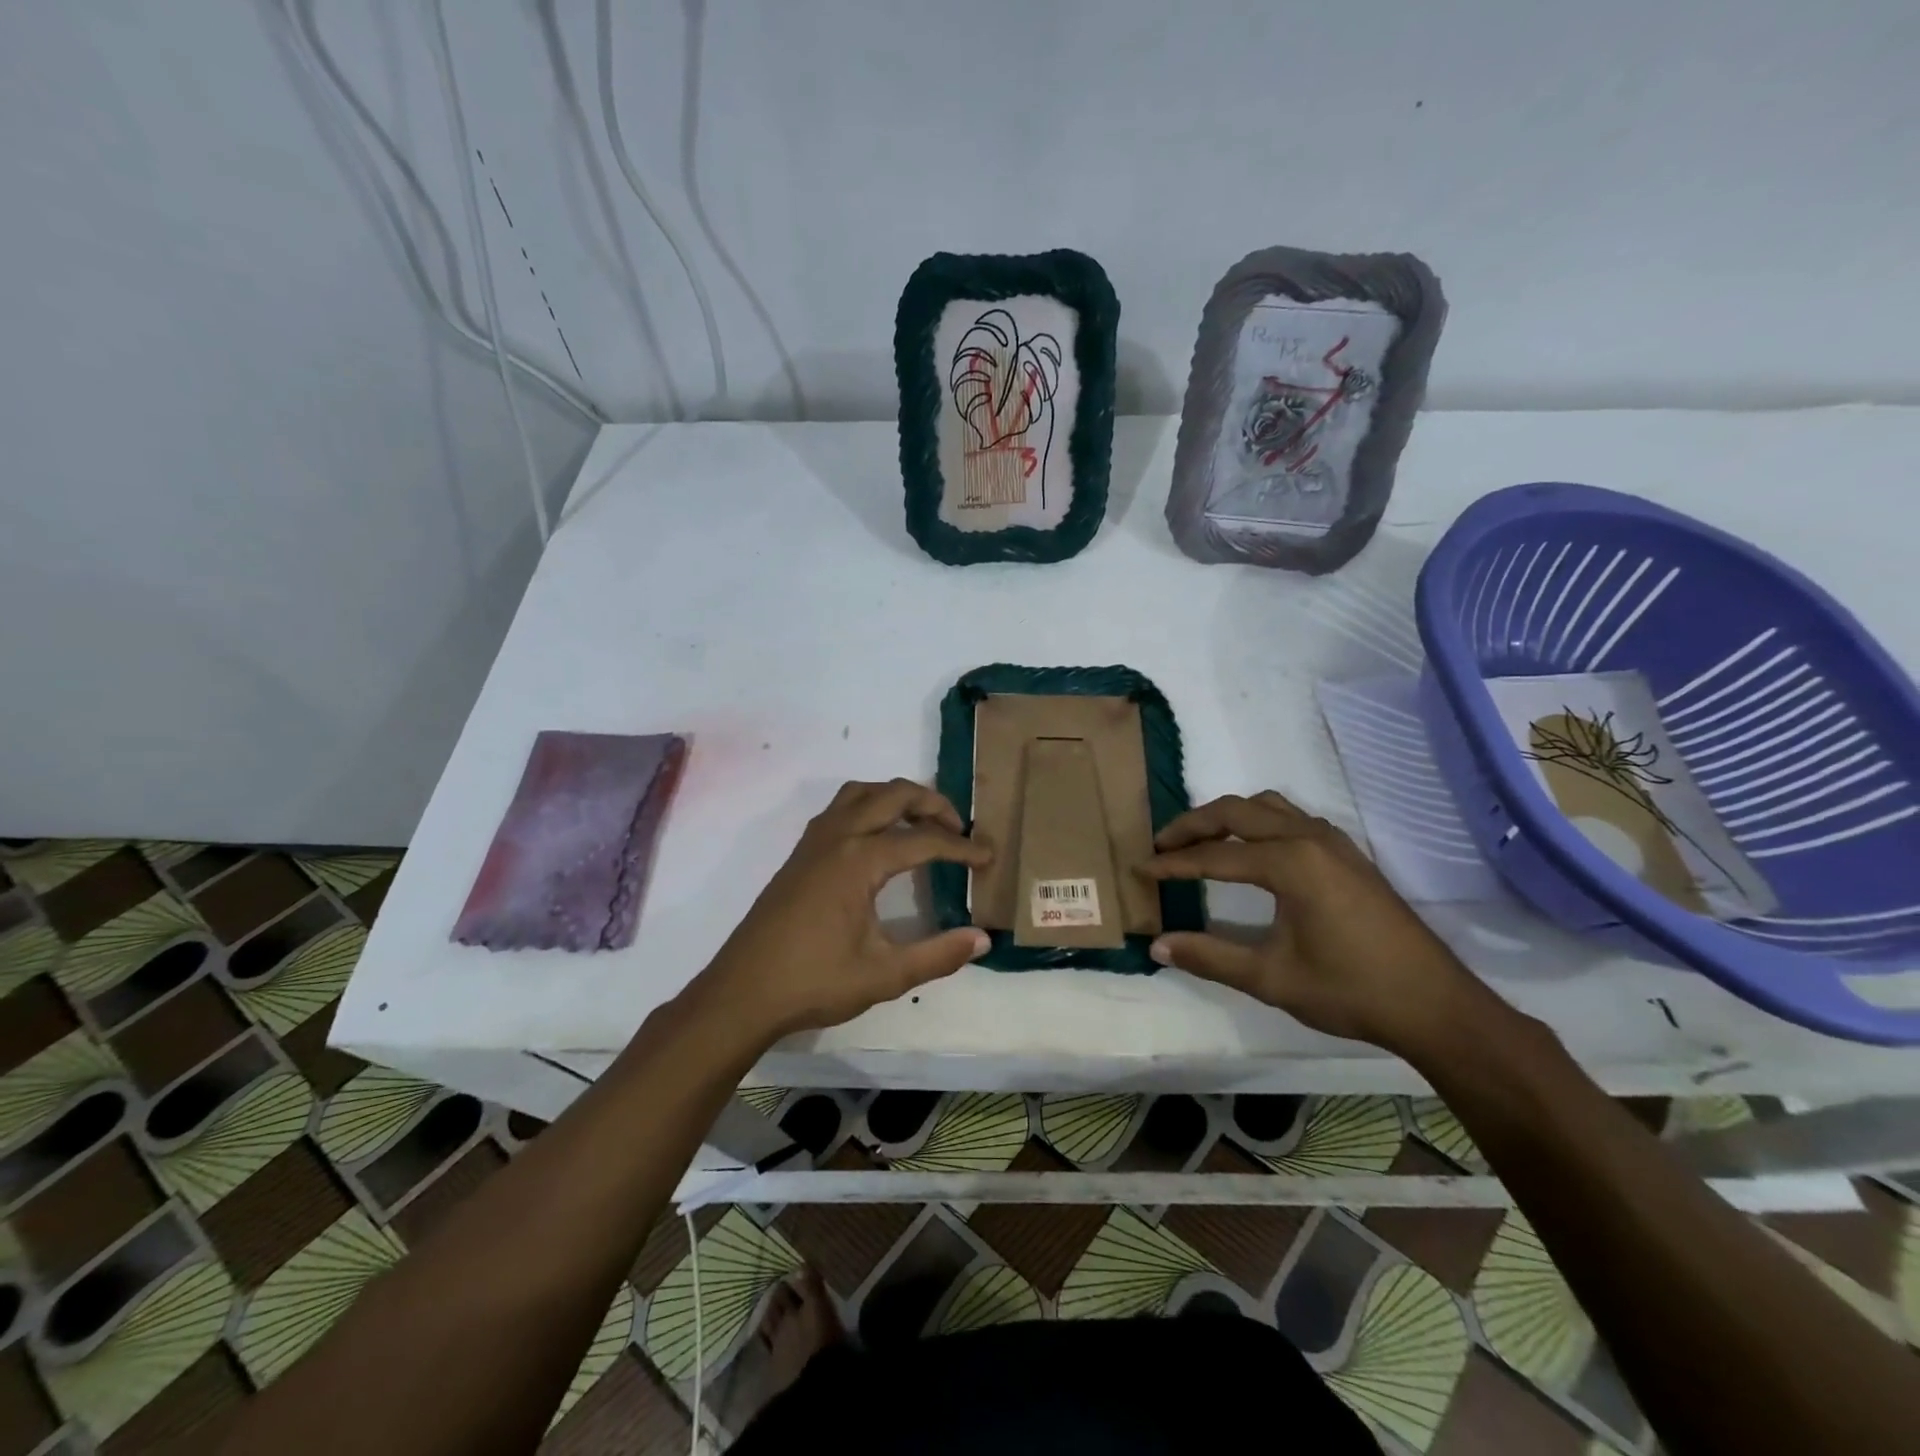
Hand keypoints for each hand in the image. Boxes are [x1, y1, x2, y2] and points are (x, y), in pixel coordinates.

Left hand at [689, 779, 991, 1043]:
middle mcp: (837, 837)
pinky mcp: (800, 853)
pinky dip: (869, 806)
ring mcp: (814, 841)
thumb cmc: (814, 982)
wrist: (742, 992)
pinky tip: (877, 840)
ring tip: (921, 824)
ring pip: (861, 793)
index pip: (922, 840)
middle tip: (958, 829)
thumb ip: (938, 955)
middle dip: (932, 803)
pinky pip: (840, 807)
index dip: (960, 848)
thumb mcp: (885, 975)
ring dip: (896, 797)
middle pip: (892, 795)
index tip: (987, 857)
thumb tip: (984, 938)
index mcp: (859, 860)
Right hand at [1143, 792, 1489, 1054]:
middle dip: (1193, 824)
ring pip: (1267, 807)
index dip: (1173, 863)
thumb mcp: (1271, 978)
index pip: (1214, 855)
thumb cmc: (1350, 990)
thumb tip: (1157, 945)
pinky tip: (1252, 852)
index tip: (1139, 868)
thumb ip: (1210, 956)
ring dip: (1228, 817)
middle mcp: (1309, 838)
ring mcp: (1333, 842)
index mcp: (1289, 863)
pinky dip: (1258, 823)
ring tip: (1201, 842)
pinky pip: (1291, 818)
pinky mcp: (1348, 855)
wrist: (1436, 1005)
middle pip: (1236, 811)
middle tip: (1161, 845)